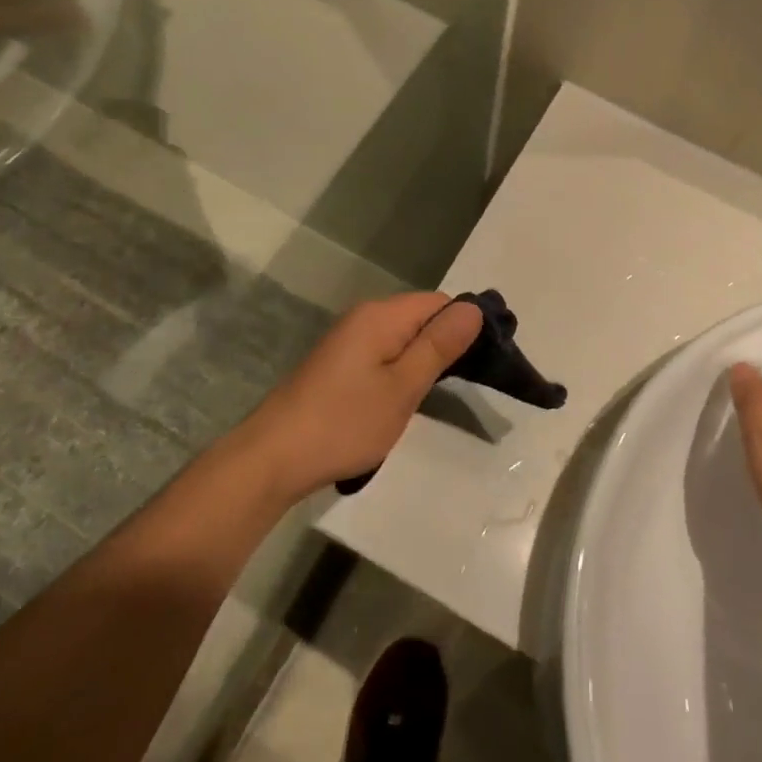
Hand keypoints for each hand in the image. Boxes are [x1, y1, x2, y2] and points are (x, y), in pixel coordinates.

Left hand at [240, 293, 483, 503]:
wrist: (273, 458)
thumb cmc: (344, 423)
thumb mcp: (402, 387)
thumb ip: (439, 346)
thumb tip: (474, 308)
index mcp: (381, 316)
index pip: (439, 303)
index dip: (467, 325)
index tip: (488, 360)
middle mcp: (364, 318)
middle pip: (420, 316)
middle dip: (447, 343)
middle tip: (471, 382)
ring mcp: (348, 341)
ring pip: (402, 338)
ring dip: (424, 360)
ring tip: (442, 393)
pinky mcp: (338, 364)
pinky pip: (384, 353)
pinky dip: (401, 370)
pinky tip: (406, 398)